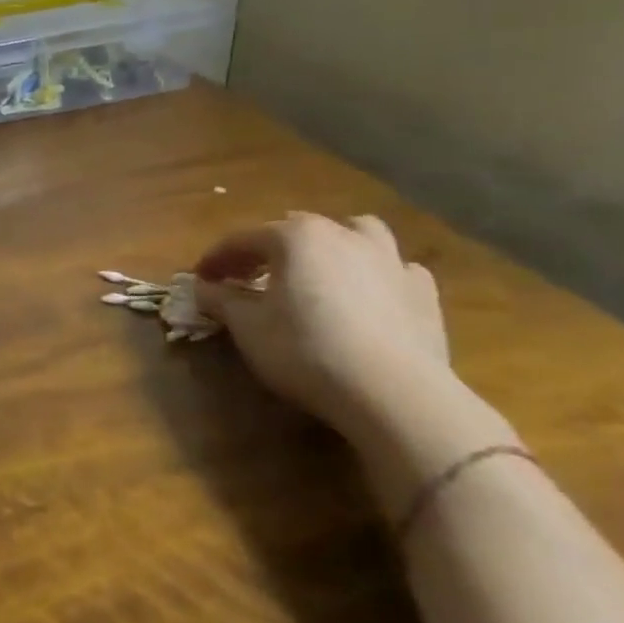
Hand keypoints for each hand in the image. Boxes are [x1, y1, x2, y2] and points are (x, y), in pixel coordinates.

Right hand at [193, 213, 454, 436]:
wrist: (392, 392)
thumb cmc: (305, 349)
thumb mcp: (247, 327)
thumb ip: (222, 301)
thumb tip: (203, 288)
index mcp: (294, 236)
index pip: (242, 239)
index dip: (216, 259)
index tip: (200, 279)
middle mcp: (342, 234)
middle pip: (295, 230)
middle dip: (268, 250)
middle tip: (250, 278)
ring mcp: (389, 259)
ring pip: (357, 232)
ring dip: (334, 244)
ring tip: (320, 269)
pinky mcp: (423, 292)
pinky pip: (396, 269)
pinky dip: (378, 275)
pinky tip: (370, 295)